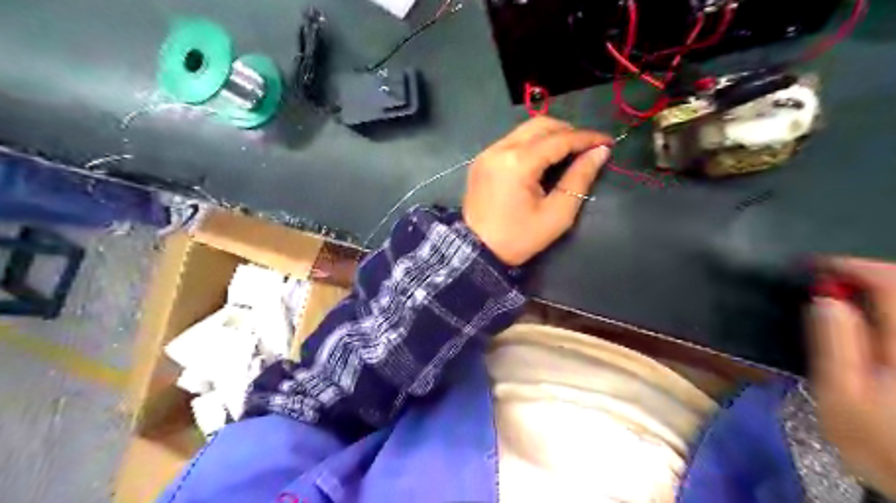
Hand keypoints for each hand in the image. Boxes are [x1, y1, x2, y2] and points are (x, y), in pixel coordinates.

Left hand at [462, 118, 616, 267]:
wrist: (476, 251)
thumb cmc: (518, 238)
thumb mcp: (556, 215)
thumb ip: (579, 179)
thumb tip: (600, 152)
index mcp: (518, 163)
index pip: (559, 139)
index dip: (587, 138)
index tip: (607, 141)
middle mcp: (500, 149)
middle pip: (540, 125)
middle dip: (568, 131)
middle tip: (588, 146)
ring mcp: (487, 153)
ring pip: (525, 130)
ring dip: (550, 135)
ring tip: (569, 151)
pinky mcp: (481, 160)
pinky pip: (511, 141)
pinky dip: (532, 143)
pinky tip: (543, 158)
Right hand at [810, 258, 895, 496]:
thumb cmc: (878, 440)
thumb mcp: (839, 394)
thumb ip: (833, 343)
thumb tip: (824, 299)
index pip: (887, 284)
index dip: (848, 267)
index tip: (813, 266)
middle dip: (867, 274)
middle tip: (828, 278)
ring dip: (882, 288)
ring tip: (846, 293)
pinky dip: (888, 309)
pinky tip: (872, 317)